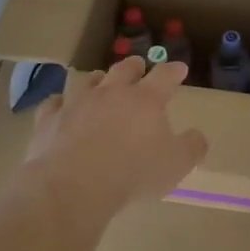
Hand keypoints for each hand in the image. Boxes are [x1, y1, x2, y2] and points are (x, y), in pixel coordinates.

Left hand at [19, 57, 207, 218]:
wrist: (73, 184)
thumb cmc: (133, 173)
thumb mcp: (175, 165)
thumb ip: (192, 148)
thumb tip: (199, 136)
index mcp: (145, 100)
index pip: (164, 76)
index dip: (173, 71)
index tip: (179, 68)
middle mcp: (111, 92)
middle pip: (124, 70)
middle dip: (135, 66)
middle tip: (139, 66)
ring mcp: (77, 102)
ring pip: (88, 81)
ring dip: (97, 79)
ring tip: (100, 80)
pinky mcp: (50, 118)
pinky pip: (55, 103)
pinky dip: (61, 103)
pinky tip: (61, 106)